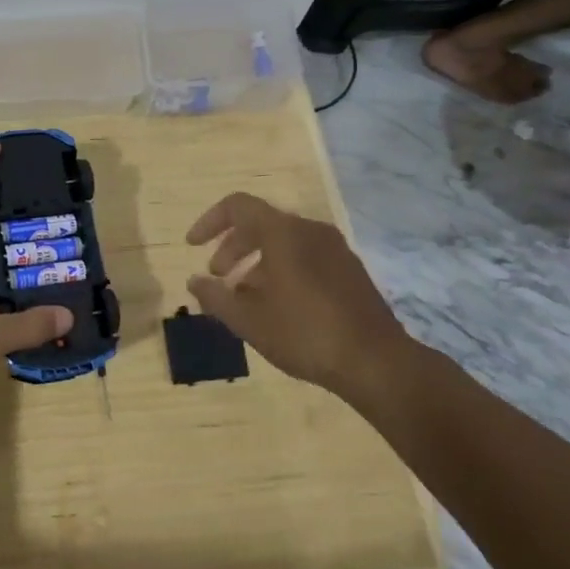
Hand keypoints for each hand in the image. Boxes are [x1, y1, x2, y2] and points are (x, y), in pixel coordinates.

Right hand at [184, 192, 424, 410]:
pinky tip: (276, 306)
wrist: (376, 362)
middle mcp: (310, 230)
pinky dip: (281, 270)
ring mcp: (335, 249)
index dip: (209, 221)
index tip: (193, 246)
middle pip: (260, 224)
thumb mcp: (248, 320)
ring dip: (255, 262)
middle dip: (231, 247)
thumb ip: (215, 296)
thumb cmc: (304, 334)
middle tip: (217, 277)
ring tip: (243, 297)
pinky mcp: (350, 270)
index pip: (237, 206)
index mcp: (283, 233)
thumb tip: (195, 282)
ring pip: (284, 242)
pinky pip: (305, 256)